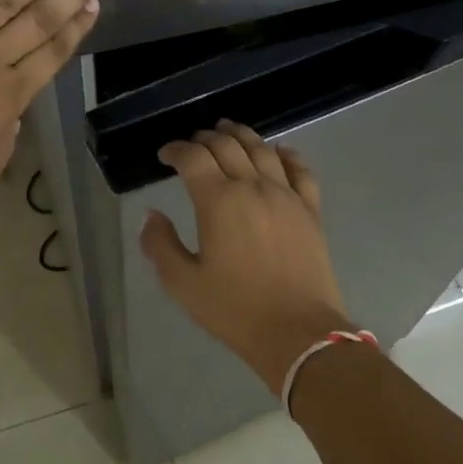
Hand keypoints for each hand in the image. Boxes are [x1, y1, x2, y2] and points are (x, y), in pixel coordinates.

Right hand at [140, 120, 356, 392]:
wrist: (298, 332)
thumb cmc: (234, 309)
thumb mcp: (183, 283)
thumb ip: (160, 244)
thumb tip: (152, 215)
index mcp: (218, 201)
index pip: (193, 157)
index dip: (175, 150)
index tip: (165, 155)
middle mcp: (253, 187)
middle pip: (227, 145)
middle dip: (205, 138)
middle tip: (193, 144)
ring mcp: (286, 195)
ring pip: (262, 149)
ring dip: (242, 135)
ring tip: (228, 131)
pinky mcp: (310, 209)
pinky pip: (300, 169)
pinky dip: (286, 154)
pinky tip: (278, 152)